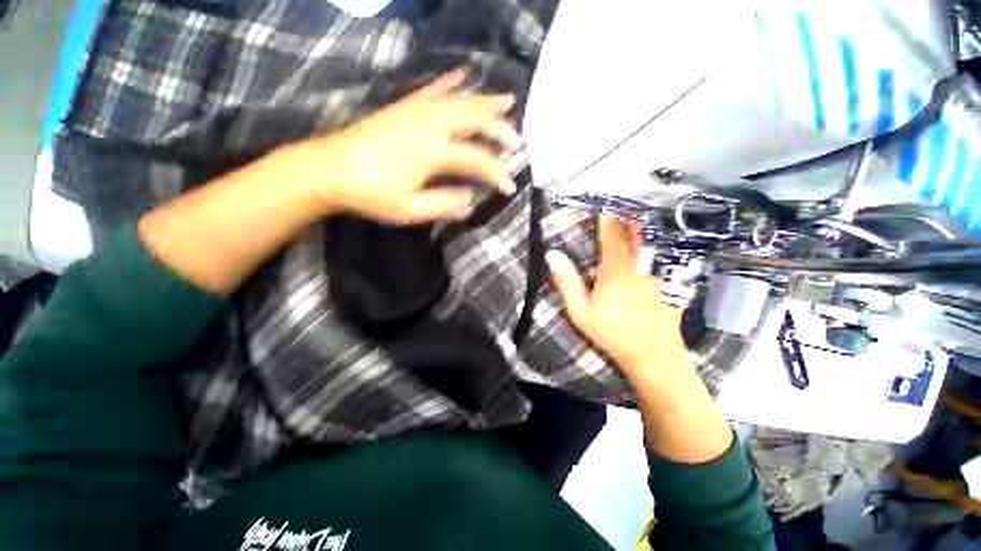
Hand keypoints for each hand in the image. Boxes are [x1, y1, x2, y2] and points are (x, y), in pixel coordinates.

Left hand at [283, 68, 522, 223]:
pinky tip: (464, 74)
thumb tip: (470, 200)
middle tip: (516, 142)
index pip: (476, 159)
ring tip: (507, 100)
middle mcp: (429, 124)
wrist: (328, 169)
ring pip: (459, 99)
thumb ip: (444, 204)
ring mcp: (415, 110)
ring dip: (486, 100)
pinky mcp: (404, 106)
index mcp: (431, 151)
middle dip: (500, 129)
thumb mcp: (410, 210)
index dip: (497, 174)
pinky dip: (452, 81)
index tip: (509, 189)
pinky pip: (433, 88)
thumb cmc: (370, 194)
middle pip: (474, 119)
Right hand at [547, 219, 732, 462]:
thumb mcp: (580, 312)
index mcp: (616, 269)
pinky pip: (666, 250)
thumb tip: (552, 254)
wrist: (652, 355)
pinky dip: (662, 236)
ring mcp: (659, 270)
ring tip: (639, 206)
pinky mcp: (671, 278)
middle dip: (628, 211)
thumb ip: (567, 282)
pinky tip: (661, 231)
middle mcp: (640, 263)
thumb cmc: (611, 333)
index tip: (601, 201)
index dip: (606, 215)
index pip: (611, 233)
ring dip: (645, 220)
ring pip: (653, 236)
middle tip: (622, 197)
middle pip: (636, 229)